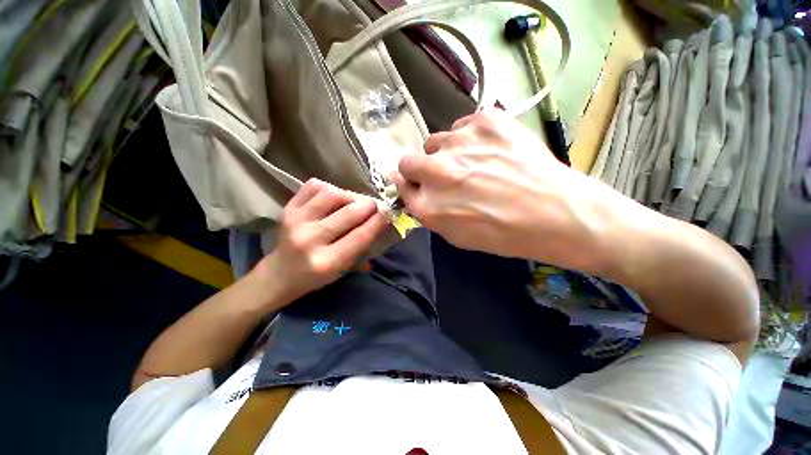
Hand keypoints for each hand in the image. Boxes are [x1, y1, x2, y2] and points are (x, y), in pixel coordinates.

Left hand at [256, 179, 388, 302]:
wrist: (279, 274)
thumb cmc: (315, 276)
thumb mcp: (342, 271)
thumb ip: (363, 250)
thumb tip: (382, 224)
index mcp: (327, 261)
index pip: (360, 235)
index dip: (378, 221)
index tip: (388, 212)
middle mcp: (311, 239)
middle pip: (349, 213)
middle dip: (368, 205)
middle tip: (373, 206)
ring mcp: (296, 221)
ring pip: (332, 194)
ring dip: (349, 195)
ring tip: (352, 202)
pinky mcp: (287, 209)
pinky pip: (313, 186)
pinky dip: (328, 188)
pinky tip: (332, 197)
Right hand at [393, 110, 613, 268]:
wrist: (555, 211)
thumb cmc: (503, 233)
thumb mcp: (457, 236)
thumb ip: (429, 212)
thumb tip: (416, 192)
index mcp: (428, 205)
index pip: (401, 184)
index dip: (410, 184)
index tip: (418, 184)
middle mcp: (435, 172)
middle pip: (407, 160)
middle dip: (419, 168)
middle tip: (444, 174)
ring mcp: (458, 143)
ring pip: (437, 141)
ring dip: (448, 153)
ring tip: (476, 162)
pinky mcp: (484, 120)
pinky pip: (463, 126)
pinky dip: (472, 138)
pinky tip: (493, 150)